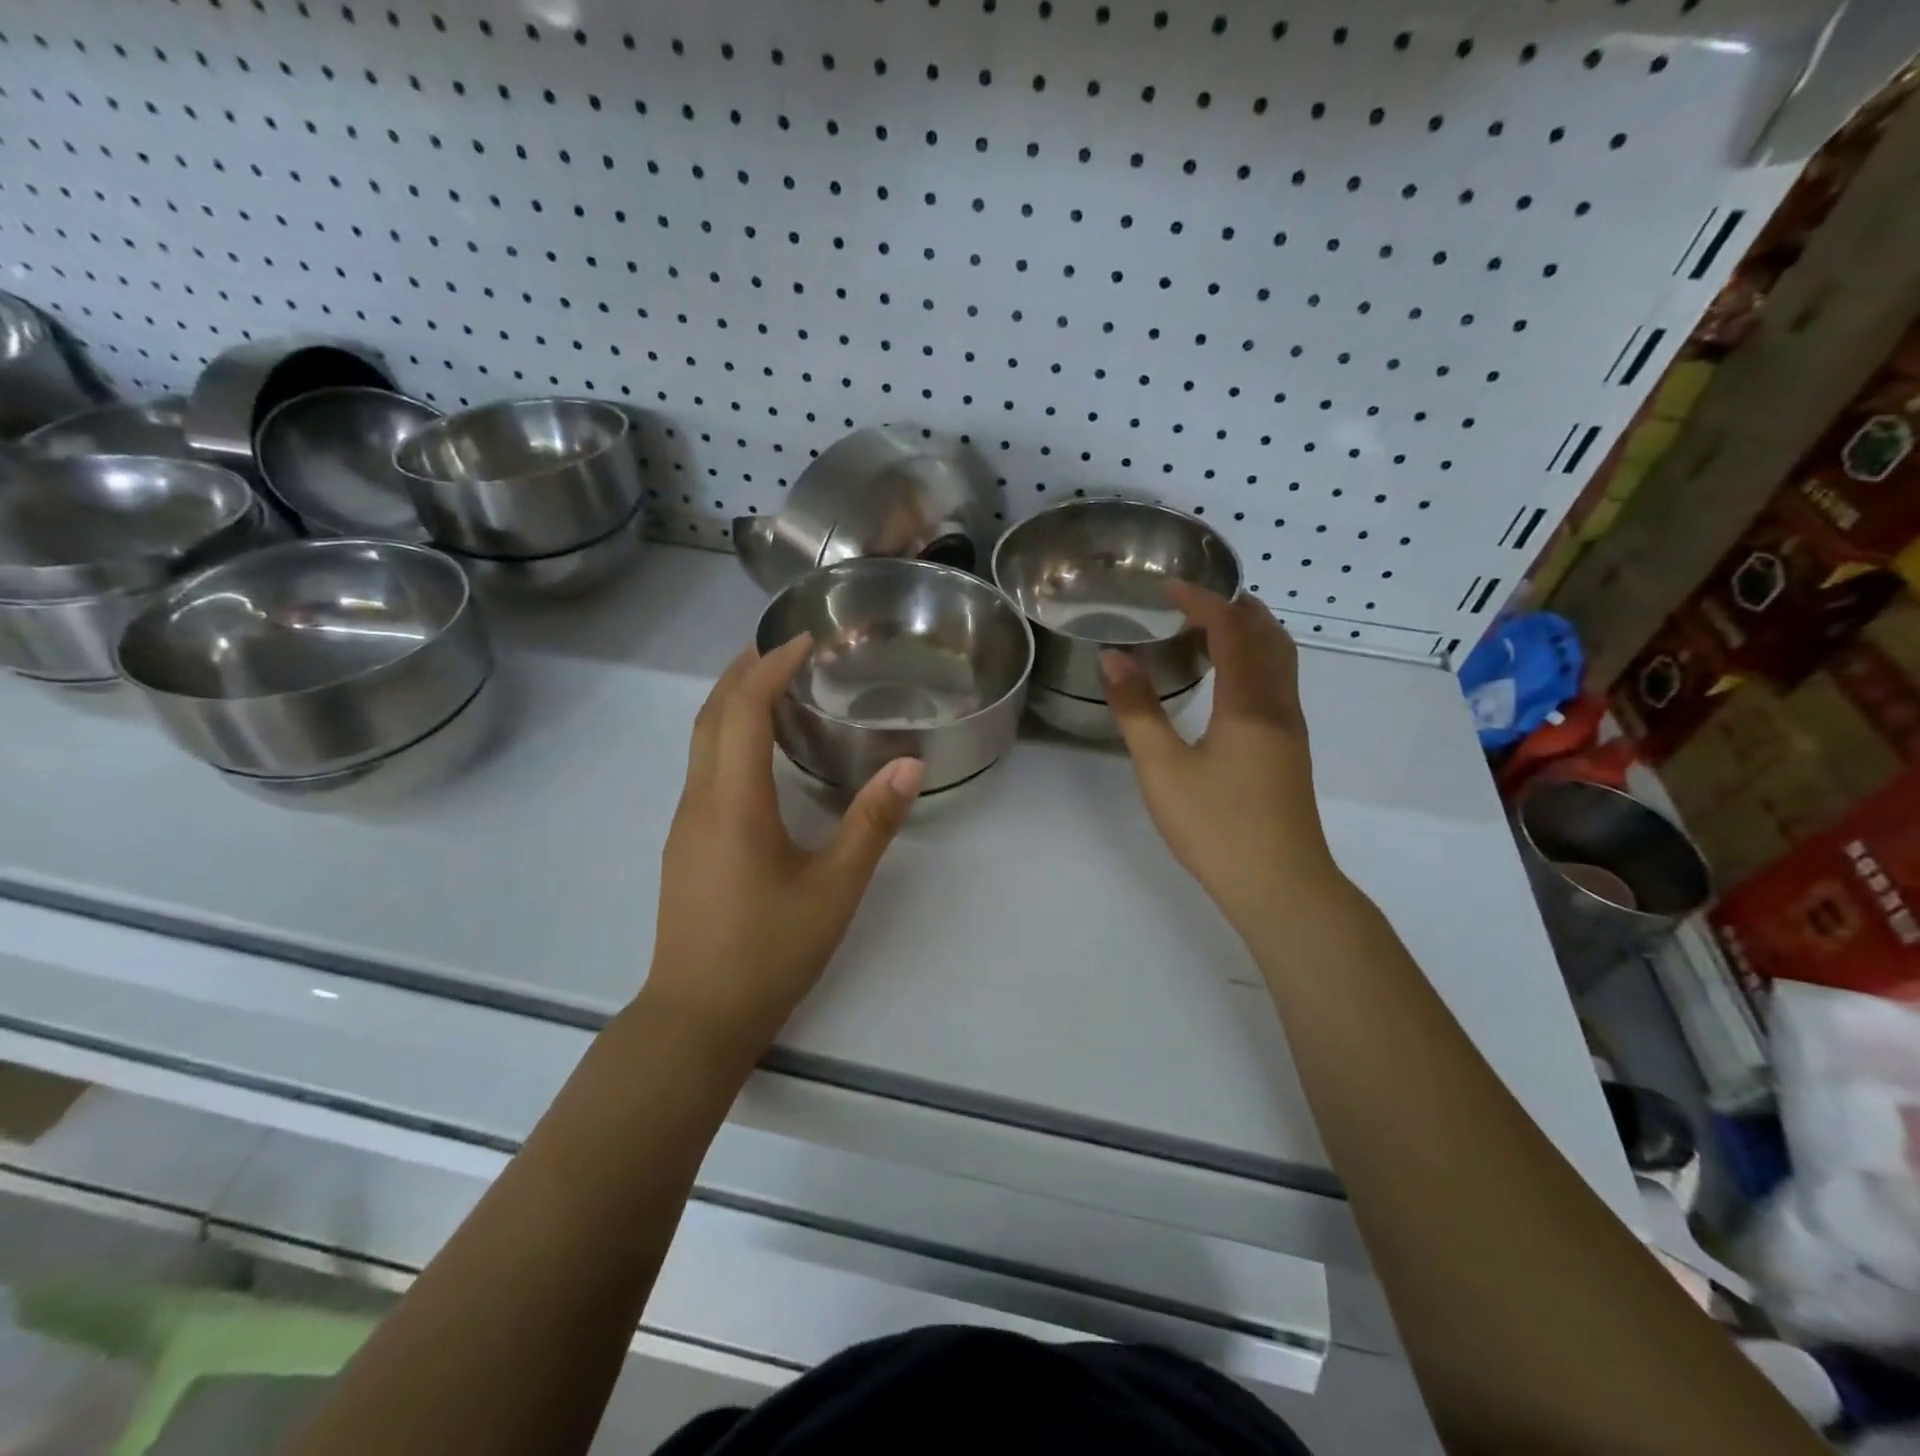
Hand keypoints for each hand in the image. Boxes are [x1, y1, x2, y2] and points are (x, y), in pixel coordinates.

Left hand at [644, 637, 922, 1058]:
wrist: (697, 1017)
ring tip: (774, 687)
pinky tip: (760, 757)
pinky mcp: (687, 846)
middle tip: (785, 648)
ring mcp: (686, 824)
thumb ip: (871, 823)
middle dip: (743, 671)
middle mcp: (699, 801)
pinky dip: (728, 738)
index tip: (806, 639)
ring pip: (701, 742)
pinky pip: (703, 769)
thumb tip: (909, 764)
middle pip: (711, 715)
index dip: (771, 666)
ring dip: (732, 703)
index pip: (743, 709)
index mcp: (733, 801)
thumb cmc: (768, 950)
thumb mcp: (834, 888)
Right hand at [1102, 585, 1344, 931]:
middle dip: (1234, 609)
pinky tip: (1226, 686)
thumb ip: (1137, 710)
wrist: (1280, 886)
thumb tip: (1113, 658)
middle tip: (1191, 605)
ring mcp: (1291, 730)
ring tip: (1207, 635)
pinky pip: (1278, 684)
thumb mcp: (1163, 768)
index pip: (1232, 629)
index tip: (1168, 588)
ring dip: (1249, 635)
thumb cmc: (1217, 825)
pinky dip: (1255, 662)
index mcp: (1250, 701)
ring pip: (1280, 661)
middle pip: (1270, 636)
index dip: (1202, 601)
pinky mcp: (1290, 752)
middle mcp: (1279, 705)